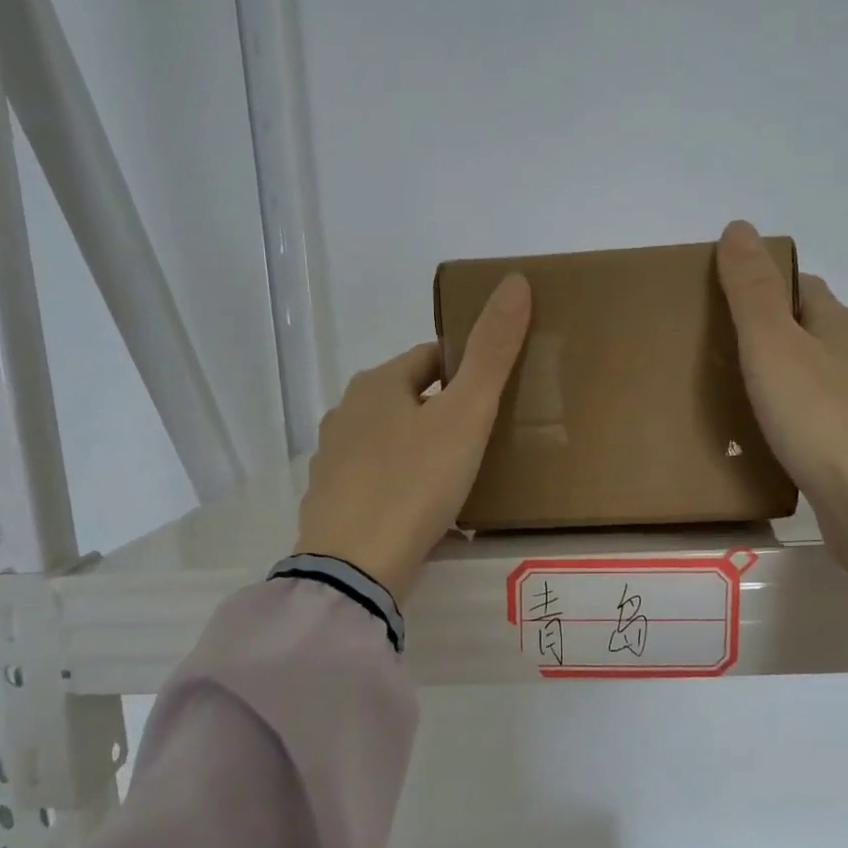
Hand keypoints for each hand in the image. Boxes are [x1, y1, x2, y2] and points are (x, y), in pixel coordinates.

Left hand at [294, 275, 531, 603]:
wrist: (356, 568)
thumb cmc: (414, 482)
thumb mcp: (465, 415)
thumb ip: (491, 353)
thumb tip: (515, 280)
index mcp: (376, 384)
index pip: (429, 358)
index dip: (465, 369)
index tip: (495, 394)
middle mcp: (346, 414)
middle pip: (408, 399)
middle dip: (444, 411)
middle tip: (485, 438)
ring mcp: (333, 461)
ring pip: (390, 441)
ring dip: (422, 449)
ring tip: (459, 476)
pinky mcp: (331, 503)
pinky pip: (378, 481)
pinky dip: (402, 485)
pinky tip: (424, 510)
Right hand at [716, 220, 847, 627]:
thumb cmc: (822, 419)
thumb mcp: (774, 346)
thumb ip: (752, 291)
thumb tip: (739, 227)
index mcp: (839, 325)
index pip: (800, 286)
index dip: (763, 284)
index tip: (717, 297)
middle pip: (808, 331)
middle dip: (766, 332)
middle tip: (711, 348)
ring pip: (813, 378)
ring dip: (778, 378)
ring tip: (728, 394)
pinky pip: (815, 421)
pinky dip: (788, 420)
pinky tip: (763, 439)